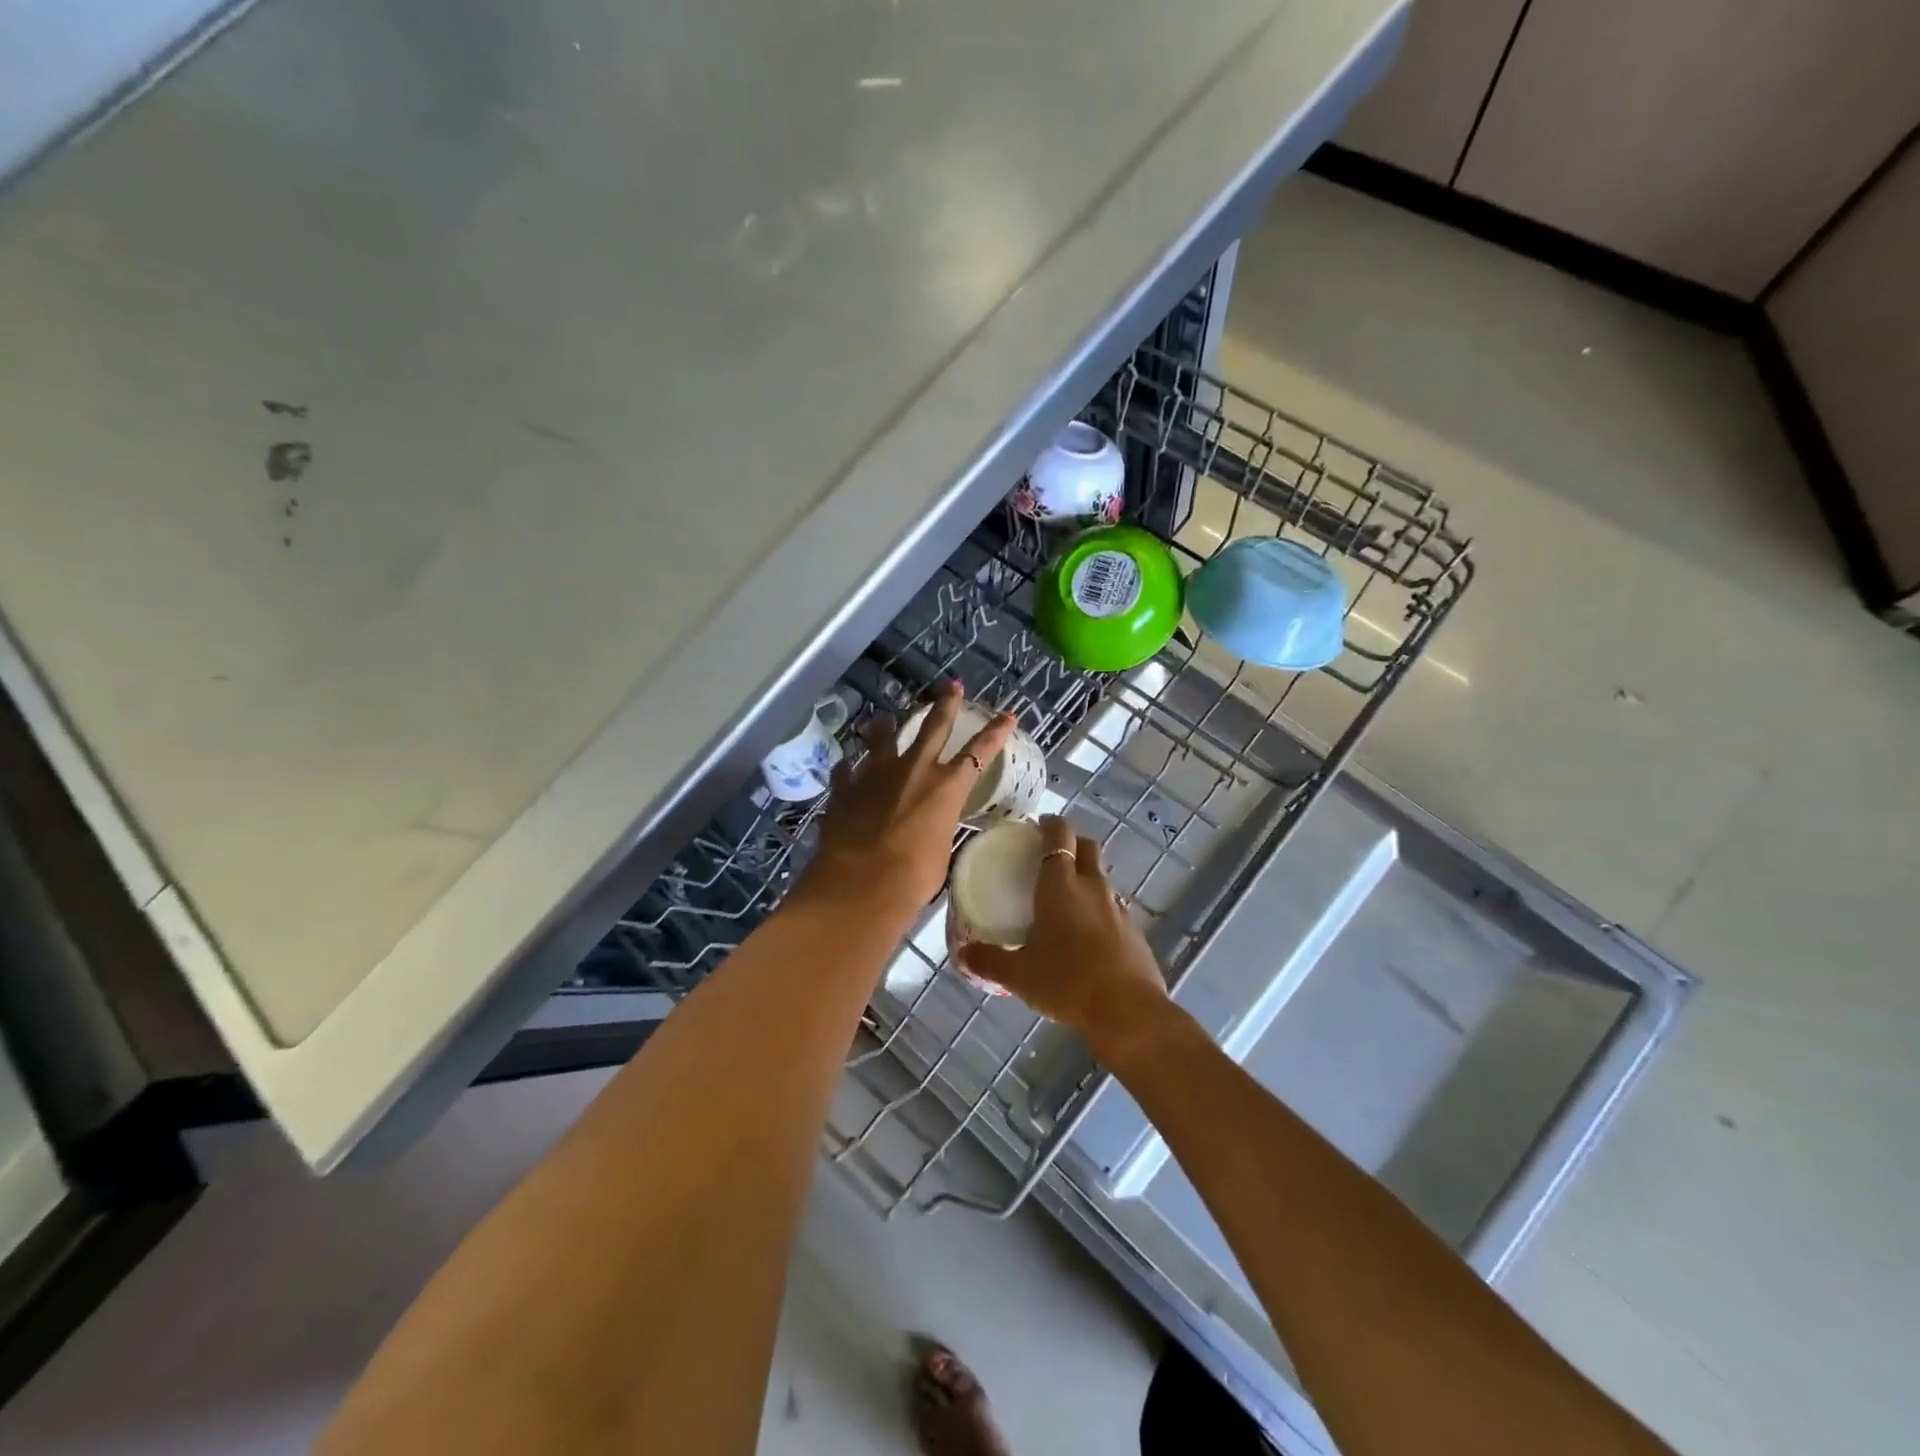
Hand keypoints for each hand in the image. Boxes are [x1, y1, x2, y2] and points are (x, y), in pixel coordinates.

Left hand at [797, 682, 1013, 922]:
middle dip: (944, 704)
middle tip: (950, 685)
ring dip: (884, 727)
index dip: (995, 733)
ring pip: (881, 739)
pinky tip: (846, 768)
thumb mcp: (940, 851)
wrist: (861, 884)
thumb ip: (936, 829)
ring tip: (882, 719)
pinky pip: (847, 771)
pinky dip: (849, 769)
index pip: (979, 752)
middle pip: (932, 727)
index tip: (1007, 715)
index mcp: (946, 786)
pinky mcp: (845, 788)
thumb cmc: (914, 876)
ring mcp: (875, 775)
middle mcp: (913, 770)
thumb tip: (928, 828)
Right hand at [957, 815, 1170, 1054]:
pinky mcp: (1134, 932)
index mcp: (1061, 885)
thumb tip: (962, 954)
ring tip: (1067, 898)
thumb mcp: (1019, 975)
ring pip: (1102, 878)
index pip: (1060, 836)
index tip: (1040, 825)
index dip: (1051, 825)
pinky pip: (1113, 908)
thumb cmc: (1066, 981)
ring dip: (1087, 877)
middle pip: (1088, 847)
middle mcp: (1092, 887)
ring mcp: (1118, 908)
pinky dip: (1100, 910)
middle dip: (1073, 842)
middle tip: (1052, 854)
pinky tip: (1088, 935)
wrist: (1126, 1010)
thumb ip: (989, 960)